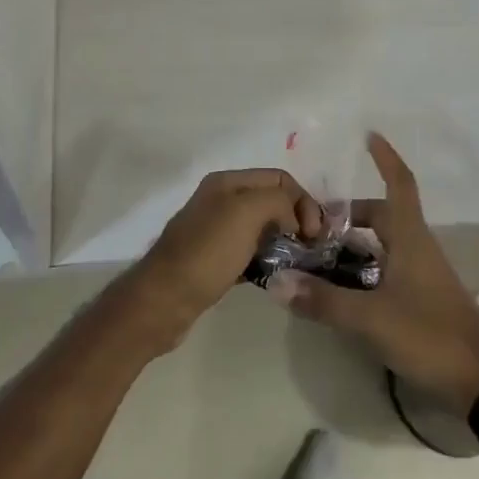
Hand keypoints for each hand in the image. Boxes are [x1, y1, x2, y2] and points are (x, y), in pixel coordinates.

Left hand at [124, 168, 322, 351]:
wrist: (164, 300)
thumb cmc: (207, 252)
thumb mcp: (246, 212)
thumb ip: (277, 201)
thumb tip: (292, 218)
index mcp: (228, 181)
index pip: (280, 178)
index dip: (303, 201)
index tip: (314, 234)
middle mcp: (222, 199)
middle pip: (272, 200)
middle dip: (296, 219)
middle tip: (311, 249)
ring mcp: (217, 230)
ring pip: (263, 227)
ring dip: (284, 241)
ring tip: (297, 263)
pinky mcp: (215, 260)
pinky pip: (251, 252)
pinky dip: (267, 260)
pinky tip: (275, 276)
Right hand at [287, 133, 478, 413]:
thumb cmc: (429, 335)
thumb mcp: (370, 318)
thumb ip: (323, 300)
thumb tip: (277, 281)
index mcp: (410, 237)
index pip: (399, 183)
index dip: (384, 158)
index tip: (369, 135)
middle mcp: (417, 246)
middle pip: (383, 214)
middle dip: (350, 213)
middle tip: (315, 222)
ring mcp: (422, 273)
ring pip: (385, 243)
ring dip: (355, 242)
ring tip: (319, 253)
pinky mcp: (423, 297)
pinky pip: (388, 267)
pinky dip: (365, 267)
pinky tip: (342, 287)